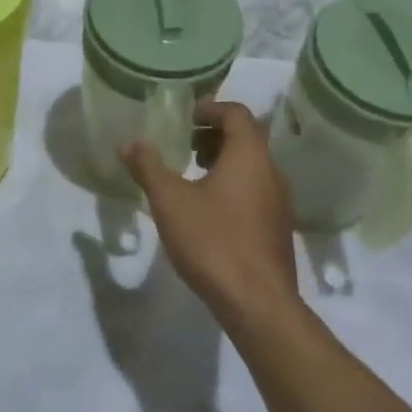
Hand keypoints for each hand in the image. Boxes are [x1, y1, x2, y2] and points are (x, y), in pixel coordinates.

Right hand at [122, 100, 297, 321]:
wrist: (257, 303)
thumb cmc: (213, 242)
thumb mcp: (170, 201)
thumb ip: (149, 167)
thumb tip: (130, 143)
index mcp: (250, 156)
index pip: (237, 113)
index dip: (210, 108)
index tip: (184, 117)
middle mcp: (272, 172)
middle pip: (246, 138)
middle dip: (213, 135)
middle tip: (183, 145)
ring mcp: (280, 202)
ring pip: (252, 166)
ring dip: (223, 161)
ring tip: (192, 176)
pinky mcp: (278, 229)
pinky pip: (256, 191)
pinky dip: (233, 185)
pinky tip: (209, 211)